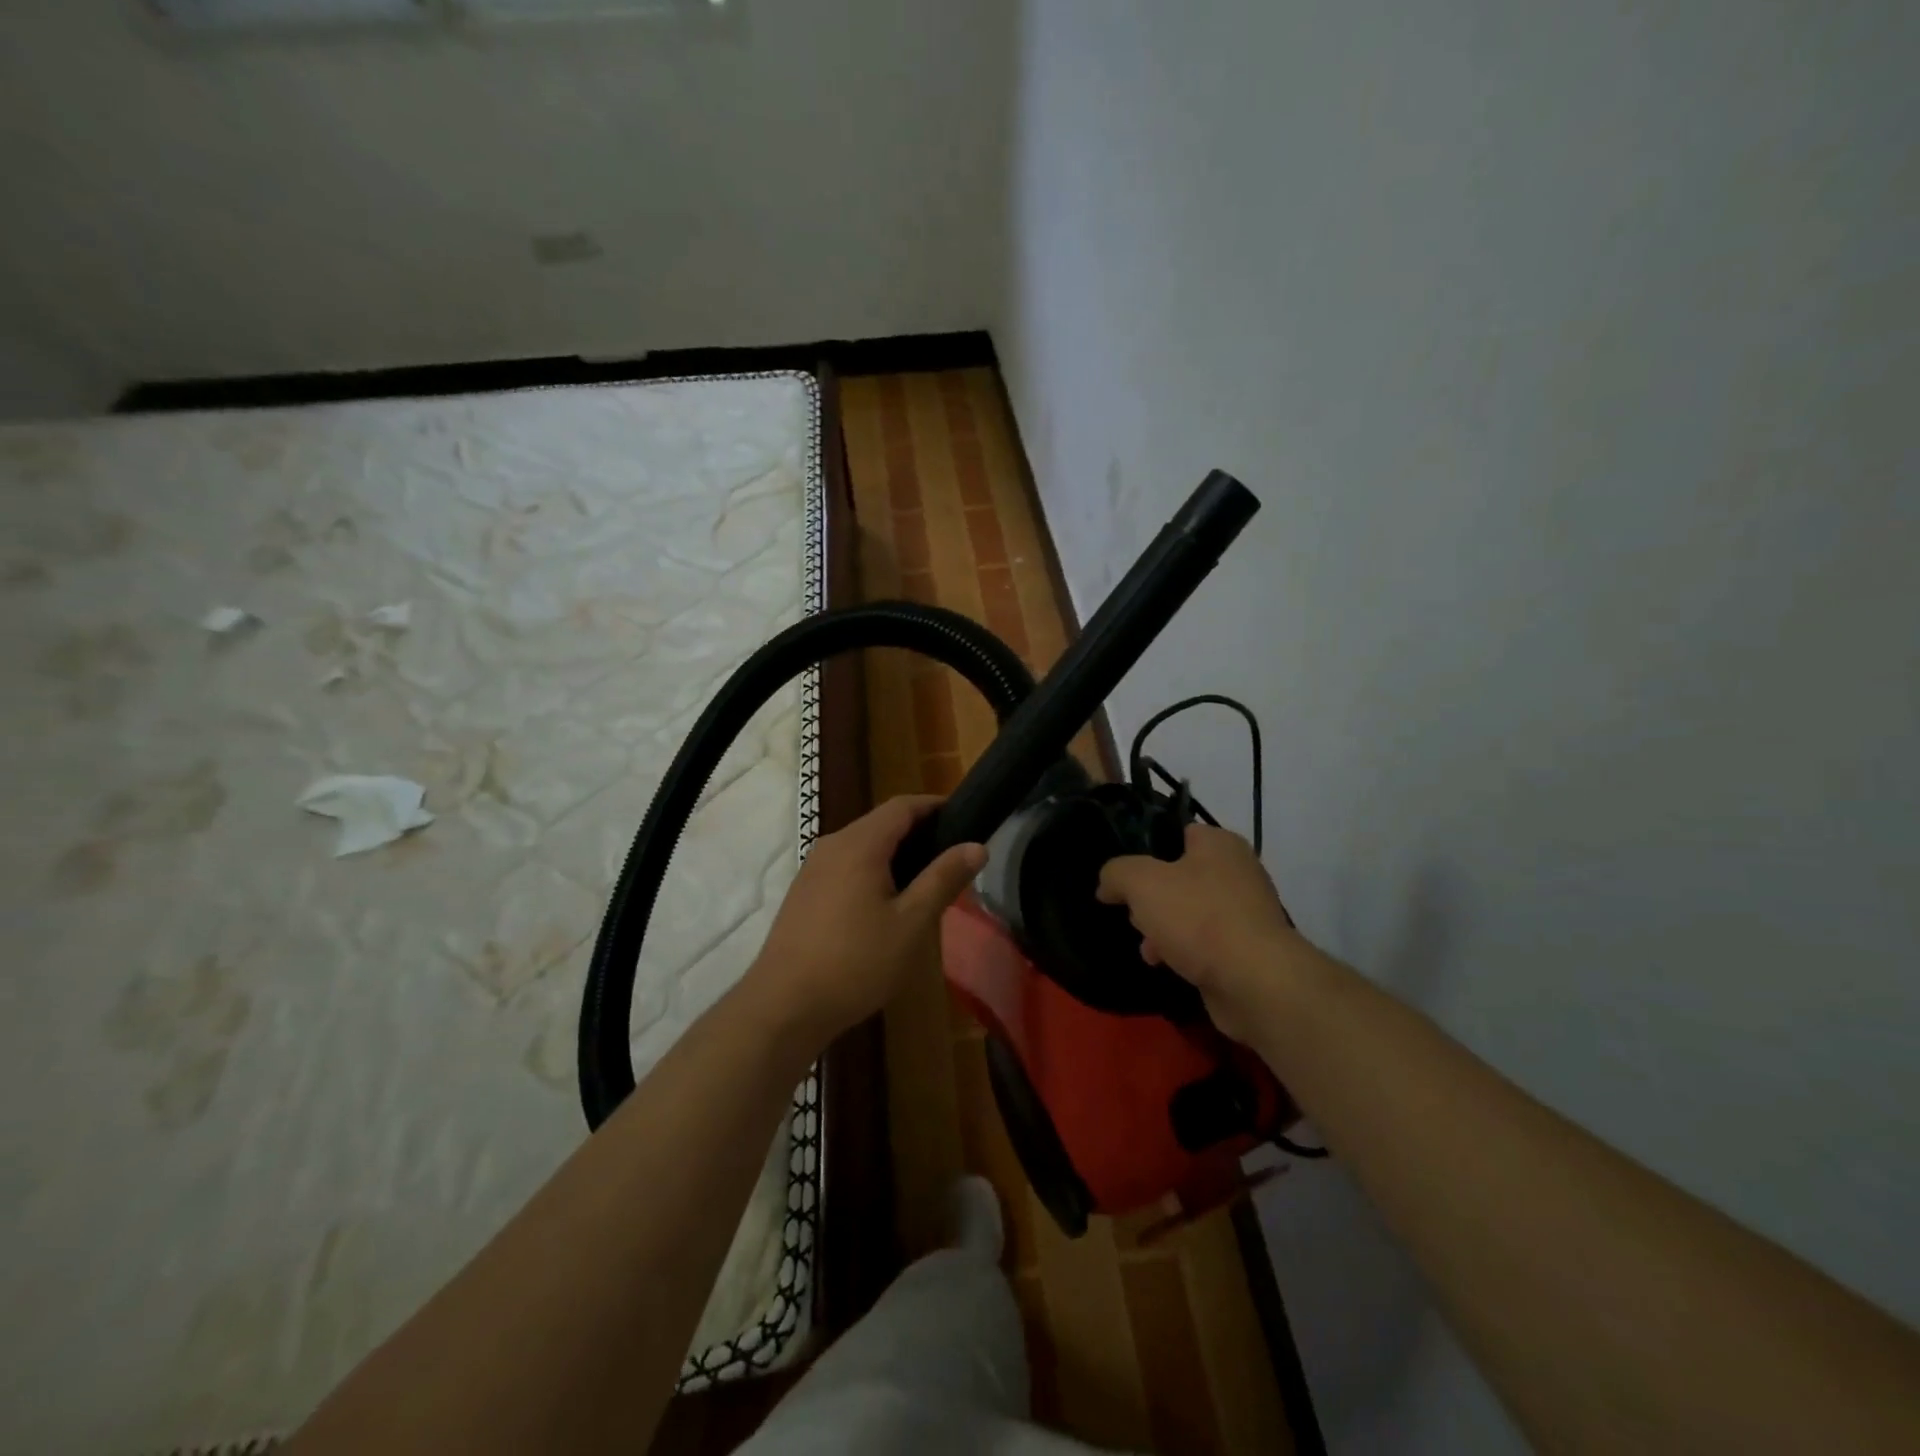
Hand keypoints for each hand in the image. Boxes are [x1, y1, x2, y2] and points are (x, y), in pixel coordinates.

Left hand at [745, 795, 984, 1049]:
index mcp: (859, 844)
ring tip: (926, 882)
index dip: (935, 806)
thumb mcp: (911, 923)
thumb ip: (943, 879)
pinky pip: (846, 866)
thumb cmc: (856, 963)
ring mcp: (813, 869)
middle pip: (881, 823)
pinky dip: (873, 871)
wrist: (784, 1007)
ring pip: (862, 846)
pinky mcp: (804, 893)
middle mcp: (832, 845)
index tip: (965, 817)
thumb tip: (977, 845)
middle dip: (918, 832)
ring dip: (895, 854)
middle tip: (953, 857)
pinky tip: (887, 905)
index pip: (902, 806)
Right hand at [1096, 823, 1304, 1043]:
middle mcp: (1238, 871)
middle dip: (1150, 897)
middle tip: (1134, 913)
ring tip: (1147, 948)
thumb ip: (1116, 873)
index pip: (1176, 833)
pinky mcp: (1247, 949)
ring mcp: (1246, 912)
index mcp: (1219, 844)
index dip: (1145, 850)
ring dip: (1163, 928)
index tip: (1123, 873)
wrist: (1254, 981)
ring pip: (1190, 911)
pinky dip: (1184, 951)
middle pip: (1179, 876)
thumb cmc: (1198, 917)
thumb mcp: (1141, 882)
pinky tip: (1165, 964)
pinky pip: (1205, 942)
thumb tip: (1108, 884)